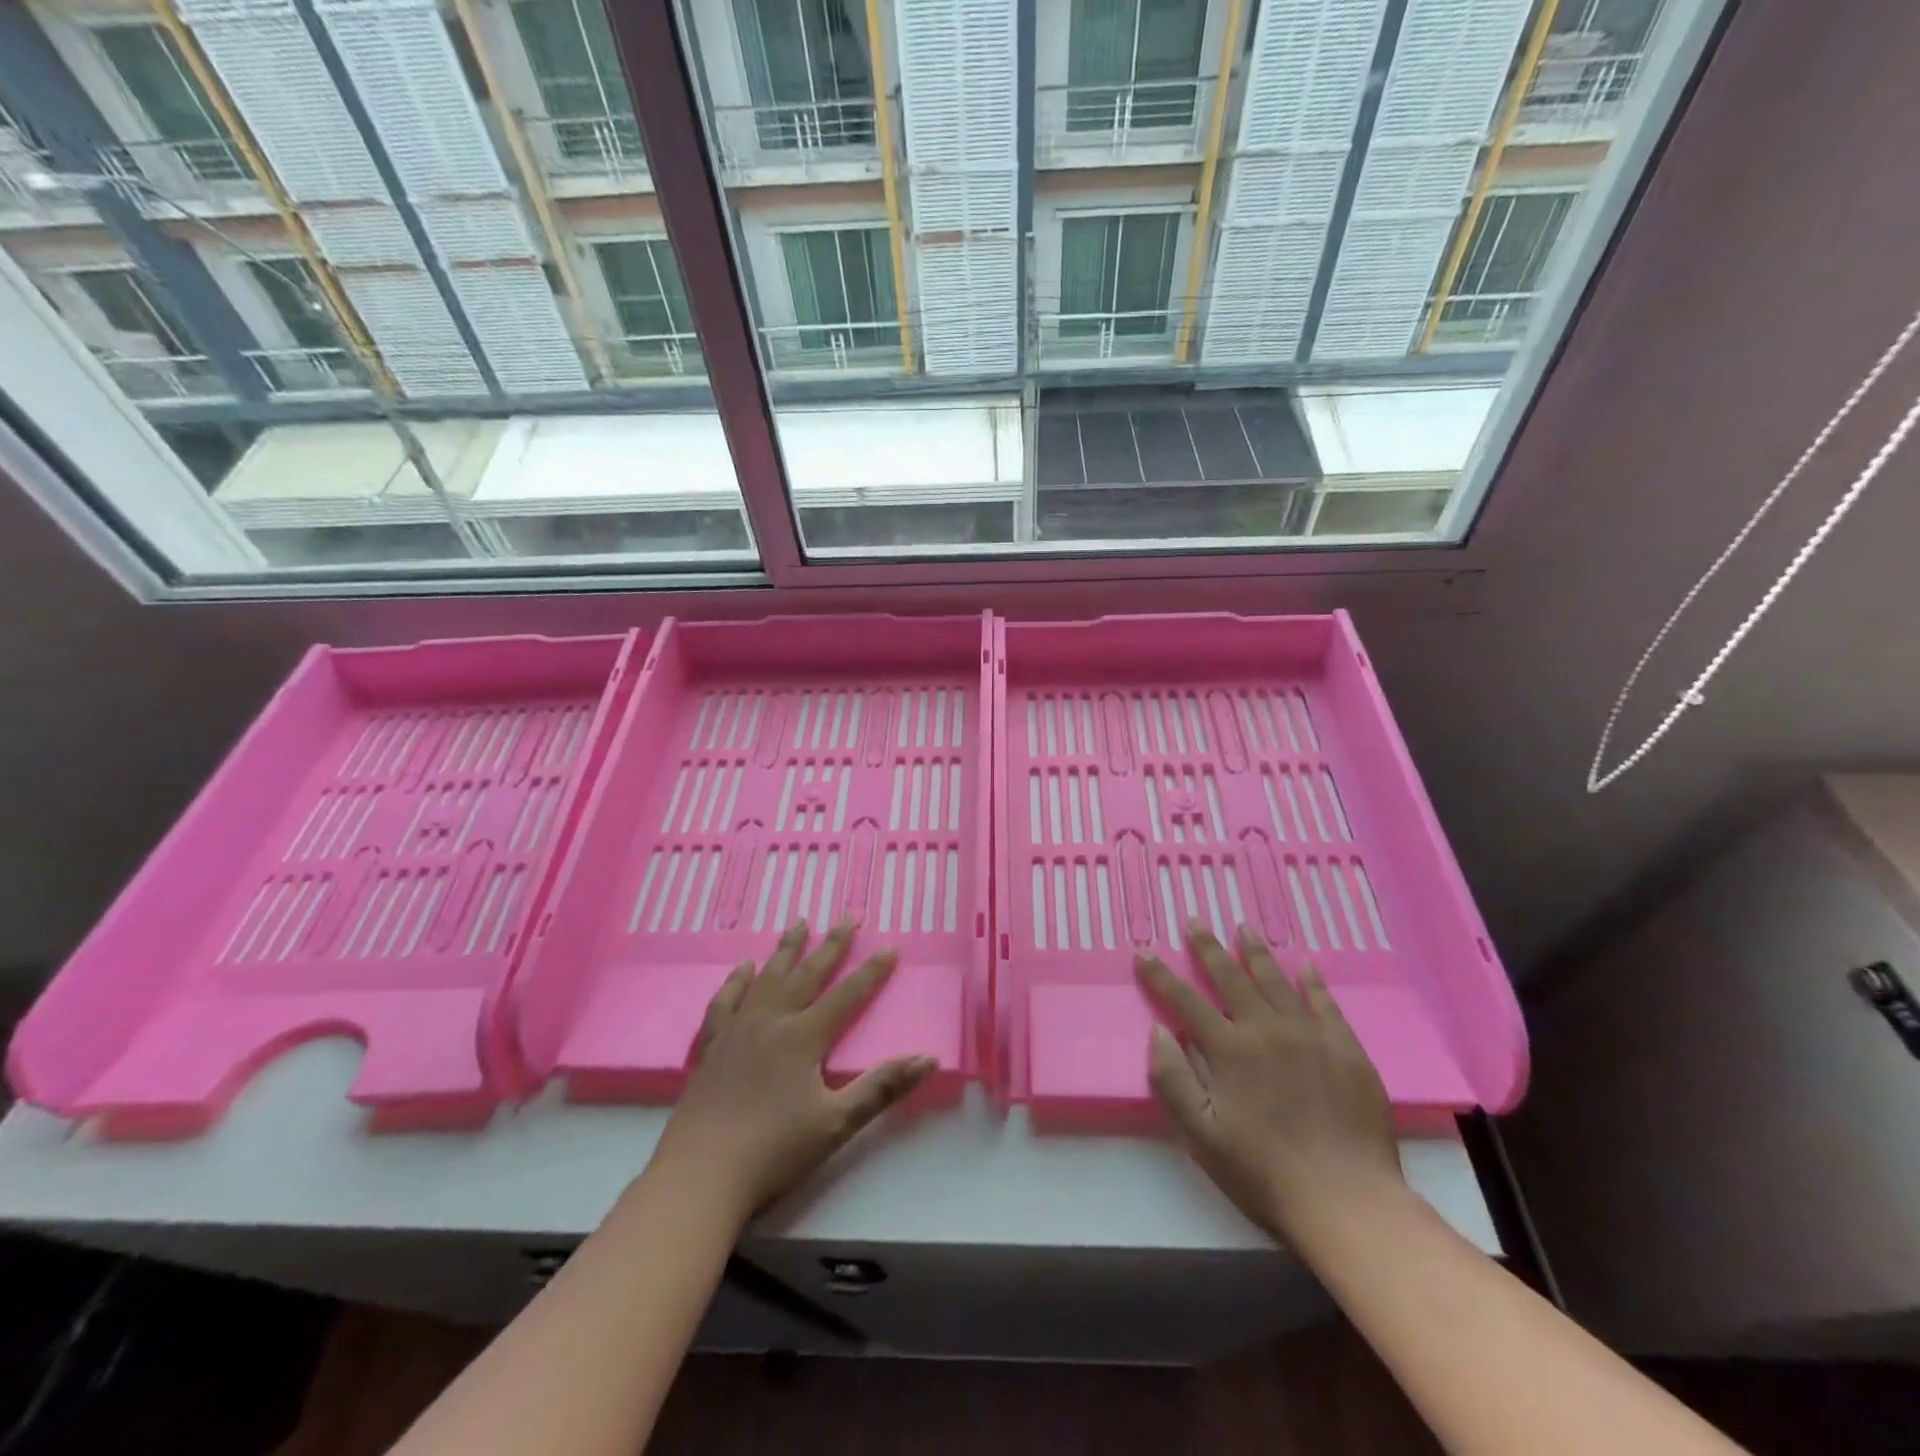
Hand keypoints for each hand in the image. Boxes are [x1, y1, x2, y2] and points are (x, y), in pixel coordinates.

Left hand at [649, 920, 936, 1224]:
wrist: (700, 1176)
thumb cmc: (773, 1152)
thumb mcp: (837, 1123)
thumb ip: (882, 1088)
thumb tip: (928, 1058)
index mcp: (803, 1038)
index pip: (846, 996)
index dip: (870, 972)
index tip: (889, 947)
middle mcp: (771, 1022)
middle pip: (807, 975)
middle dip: (831, 945)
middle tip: (847, 916)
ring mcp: (736, 1031)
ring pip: (766, 979)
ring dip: (785, 949)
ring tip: (798, 922)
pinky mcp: (710, 1048)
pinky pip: (724, 1003)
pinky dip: (736, 982)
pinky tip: (742, 969)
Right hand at [1135, 924, 1403, 1243]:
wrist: (1347, 1200)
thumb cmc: (1265, 1172)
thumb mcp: (1202, 1136)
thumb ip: (1173, 1081)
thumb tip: (1158, 1032)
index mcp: (1229, 1050)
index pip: (1185, 1002)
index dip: (1160, 976)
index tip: (1143, 952)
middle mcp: (1266, 1030)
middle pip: (1230, 978)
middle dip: (1208, 948)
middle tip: (1195, 921)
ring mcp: (1309, 1035)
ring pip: (1276, 981)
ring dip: (1256, 952)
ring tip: (1243, 927)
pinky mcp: (1346, 1048)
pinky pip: (1325, 1003)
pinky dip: (1312, 982)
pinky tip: (1306, 965)